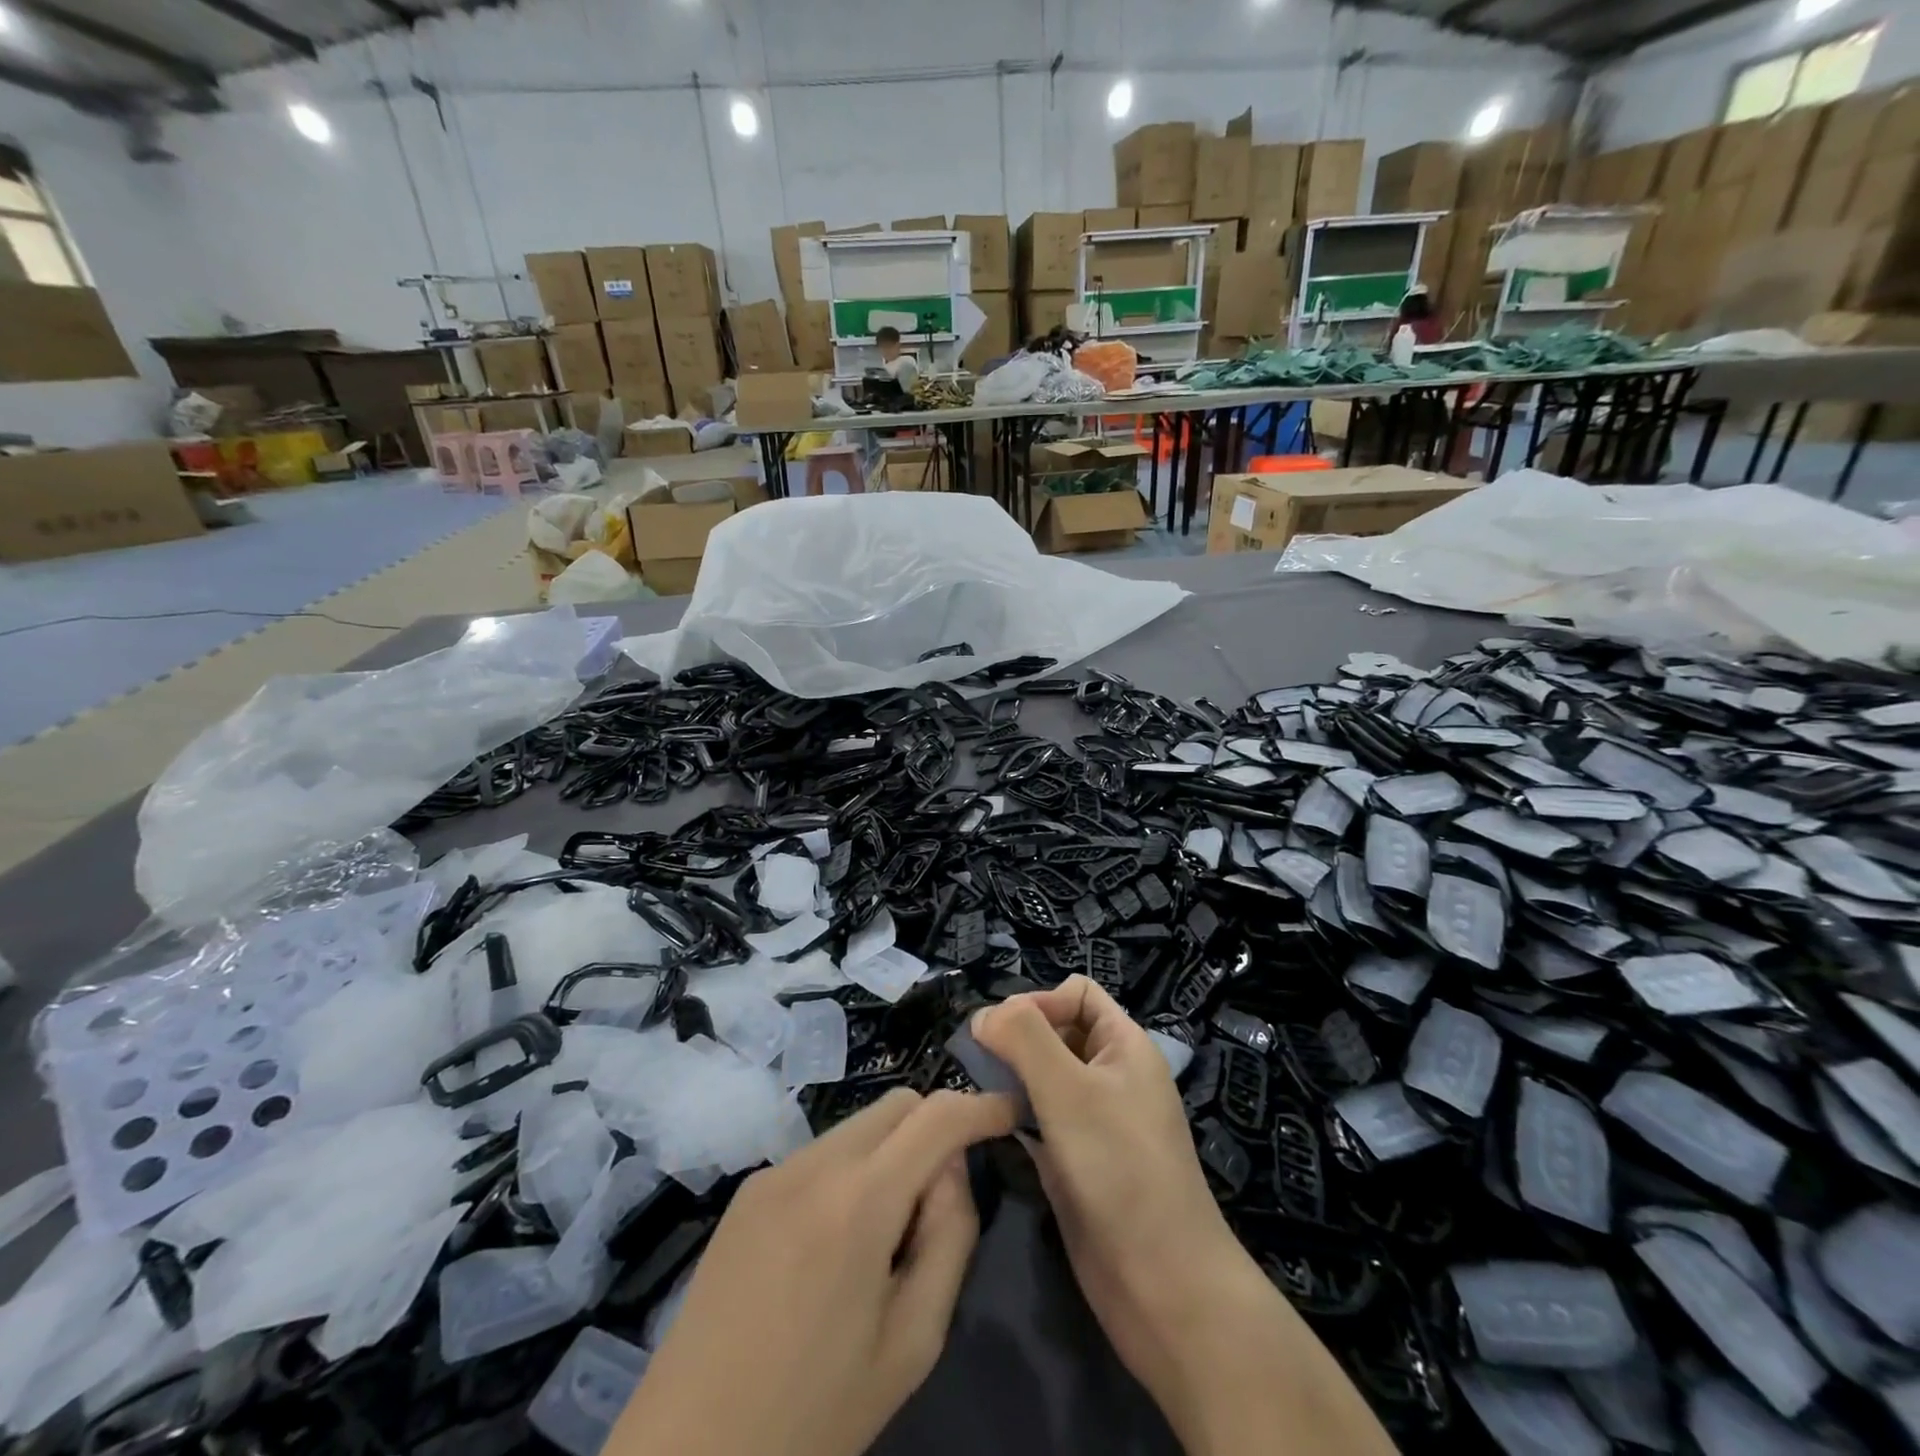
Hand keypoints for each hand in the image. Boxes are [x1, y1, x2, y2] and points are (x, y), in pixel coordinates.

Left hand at [610, 1087, 1016, 1455]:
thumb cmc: (814, 1412)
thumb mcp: (911, 1342)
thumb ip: (949, 1238)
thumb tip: (952, 1169)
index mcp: (859, 1201)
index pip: (937, 1116)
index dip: (982, 1106)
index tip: (1011, 1115)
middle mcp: (815, 1164)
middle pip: (897, 1104)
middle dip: (936, 1126)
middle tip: (943, 1196)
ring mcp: (775, 1171)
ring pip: (859, 1124)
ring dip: (892, 1151)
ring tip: (886, 1232)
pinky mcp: (749, 1190)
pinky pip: (822, 1153)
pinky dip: (852, 1170)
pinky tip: (838, 1241)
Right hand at [972, 977, 1395, 1455]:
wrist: (1161, 1284)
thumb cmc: (1119, 1168)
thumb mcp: (1069, 1090)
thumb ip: (1024, 1039)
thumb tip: (983, 1015)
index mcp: (1124, 1045)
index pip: (1076, 993)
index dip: (1040, 1001)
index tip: (1004, 1034)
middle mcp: (1110, 1075)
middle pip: (1056, 1031)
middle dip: (1018, 1038)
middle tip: (979, 1063)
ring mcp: (1093, 1120)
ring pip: (1043, 1076)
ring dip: (1011, 1076)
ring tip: (977, 1091)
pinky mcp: (1075, 1160)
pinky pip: (1038, 1118)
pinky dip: (1014, 1114)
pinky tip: (990, 1126)